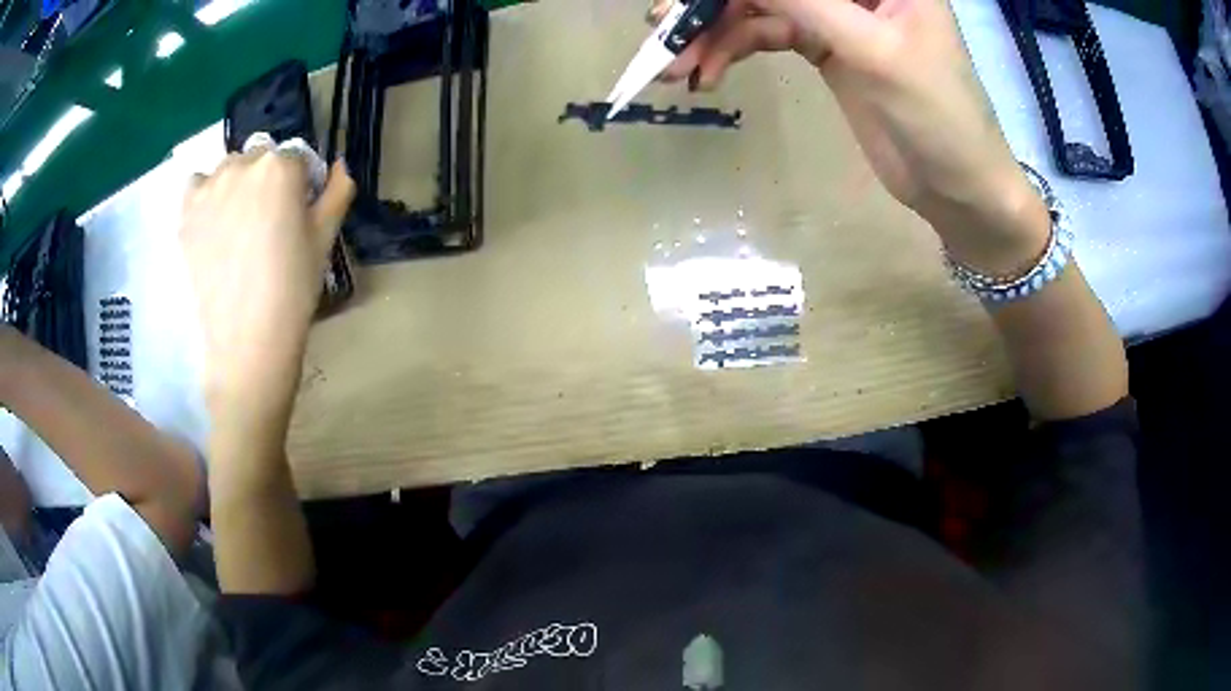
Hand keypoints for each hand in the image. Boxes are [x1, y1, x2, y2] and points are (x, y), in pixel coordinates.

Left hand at [180, 151, 354, 433]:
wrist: (247, 337)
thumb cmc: (293, 287)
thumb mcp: (325, 238)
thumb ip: (337, 192)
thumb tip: (339, 166)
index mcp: (281, 166)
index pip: (296, 157)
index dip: (300, 183)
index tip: (298, 212)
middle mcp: (243, 165)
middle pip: (260, 158)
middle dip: (267, 180)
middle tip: (267, 222)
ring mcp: (210, 187)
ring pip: (229, 169)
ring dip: (237, 184)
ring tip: (238, 225)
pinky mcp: (187, 213)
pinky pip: (197, 185)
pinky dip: (206, 195)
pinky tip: (213, 223)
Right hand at [651, 0, 1048, 273]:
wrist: (957, 188)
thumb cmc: (940, 117)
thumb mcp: (872, 50)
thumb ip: (804, 2)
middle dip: (717, 3)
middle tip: (664, 26)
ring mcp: (836, 14)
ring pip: (762, 7)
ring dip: (716, 33)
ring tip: (677, 68)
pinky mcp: (823, 46)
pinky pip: (767, 35)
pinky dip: (735, 50)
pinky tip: (709, 72)